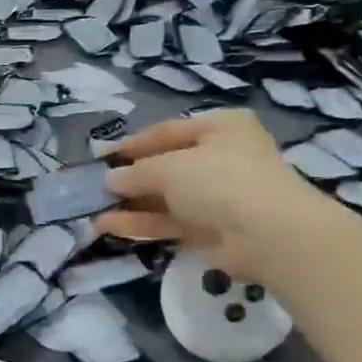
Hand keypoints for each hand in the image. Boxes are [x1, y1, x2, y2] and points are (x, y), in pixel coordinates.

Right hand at [96, 112, 340, 283]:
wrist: (268, 233)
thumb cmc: (220, 180)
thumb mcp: (170, 167)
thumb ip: (137, 172)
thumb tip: (110, 179)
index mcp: (221, 128)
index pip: (168, 131)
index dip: (134, 143)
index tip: (102, 155)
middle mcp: (221, 158)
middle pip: (167, 165)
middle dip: (131, 176)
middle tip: (96, 185)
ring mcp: (218, 197)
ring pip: (166, 198)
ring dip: (131, 203)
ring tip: (93, 210)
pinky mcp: (212, 231)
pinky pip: (170, 222)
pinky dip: (142, 224)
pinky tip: (109, 226)